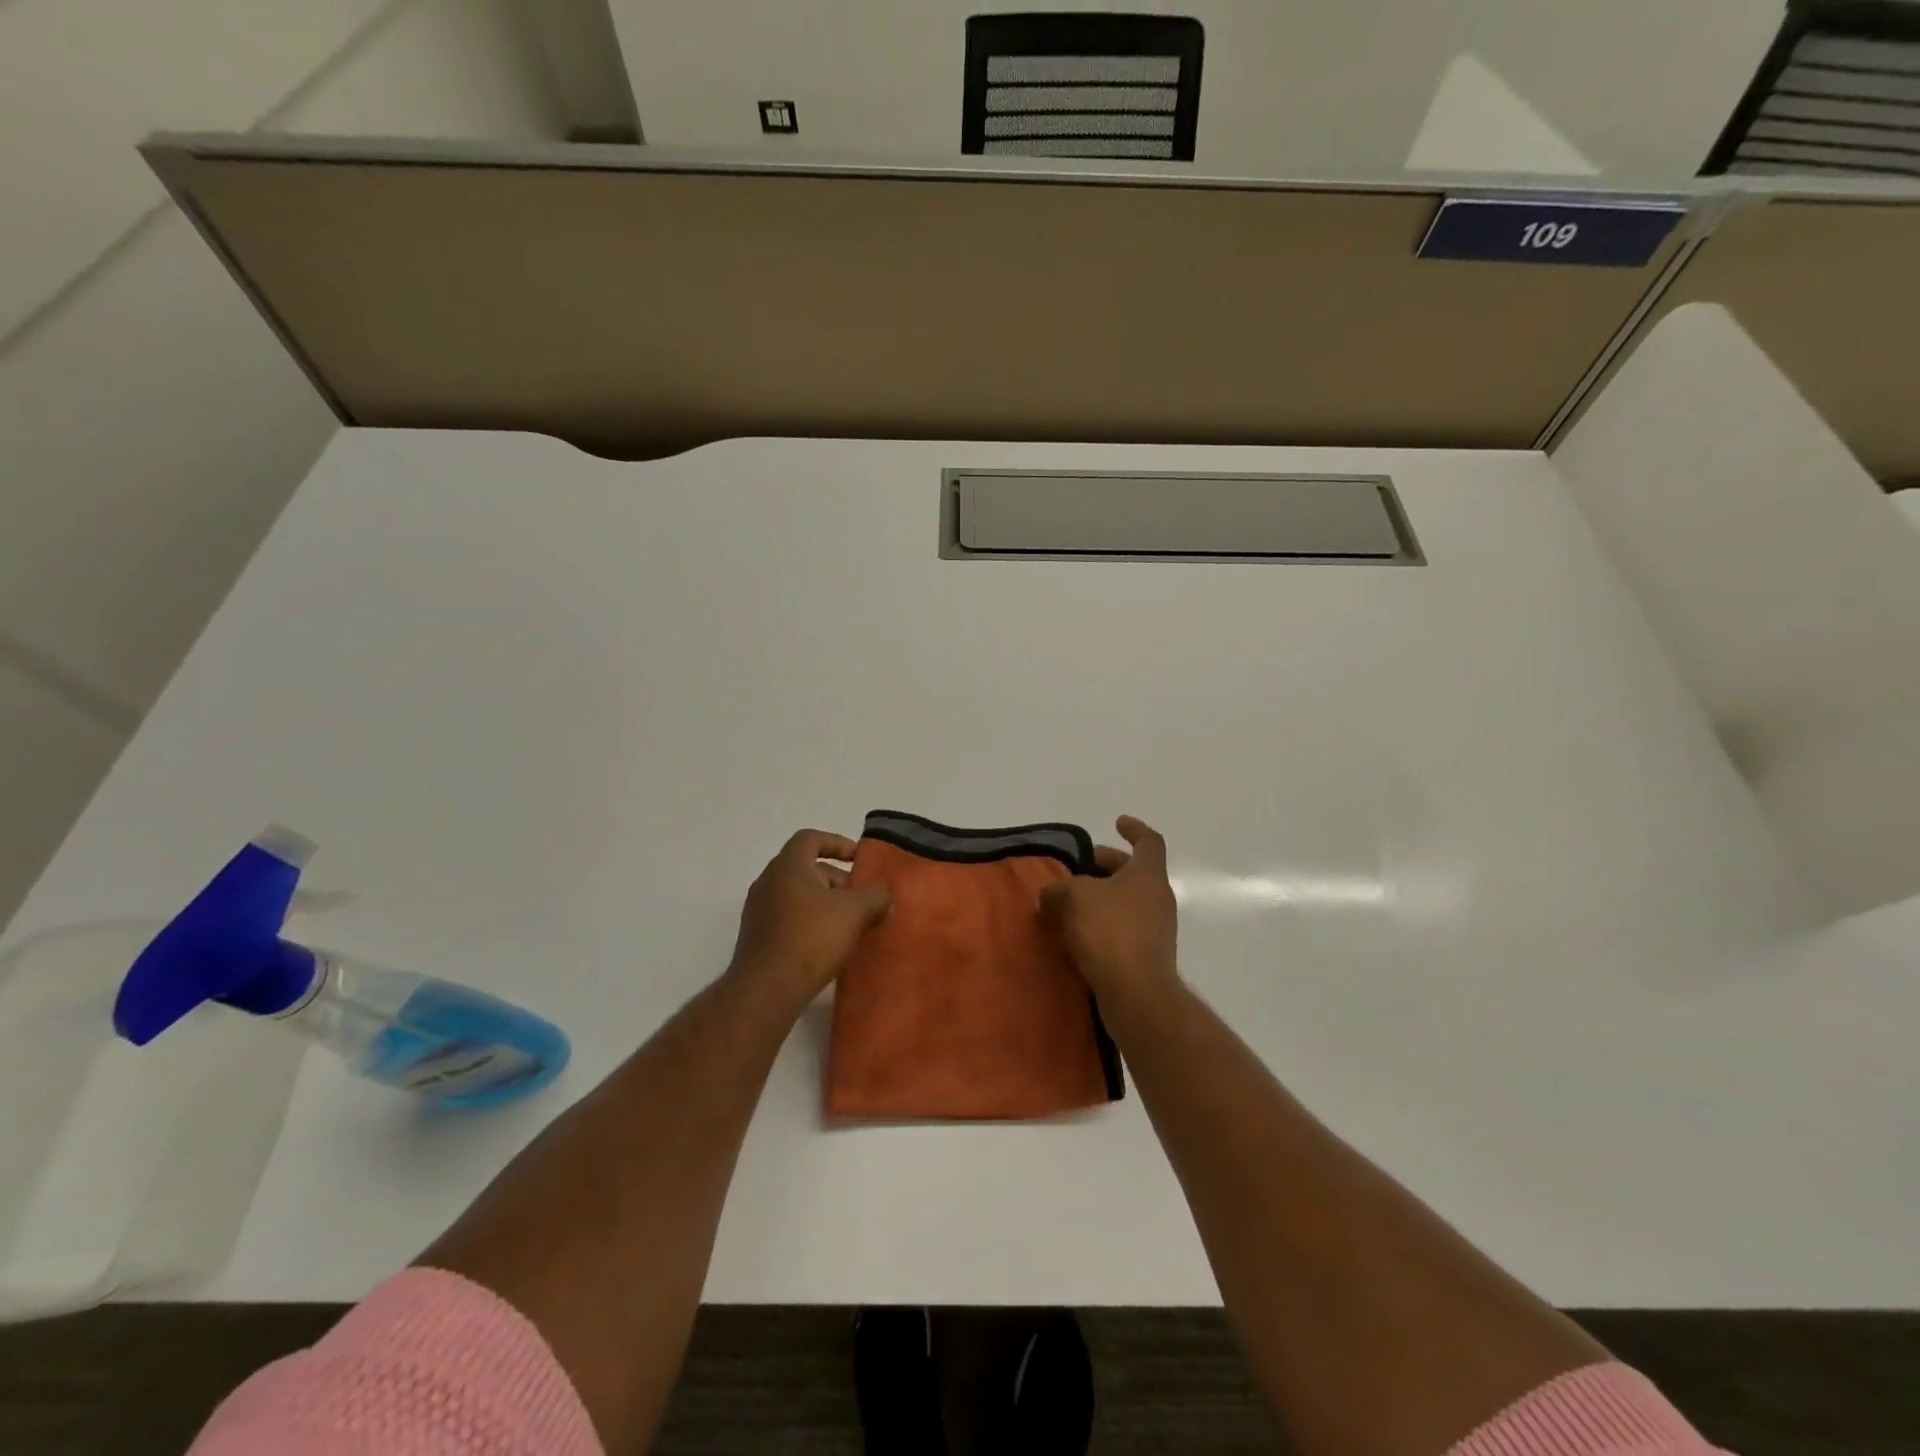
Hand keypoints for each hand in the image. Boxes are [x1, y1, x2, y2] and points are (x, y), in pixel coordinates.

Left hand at [730, 829, 889, 1000]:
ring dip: (824, 902)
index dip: (837, 843)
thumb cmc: (811, 938)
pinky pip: (788, 917)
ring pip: (797, 895)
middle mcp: (768, 882)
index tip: (858, 858)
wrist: (767, 989)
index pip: (810, 838)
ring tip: (849, 924)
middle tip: (860, 898)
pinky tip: (828, 944)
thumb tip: (882, 895)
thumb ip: (875, 896)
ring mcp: (758, 911)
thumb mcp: (855, 912)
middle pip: (805, 868)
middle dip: (836, 879)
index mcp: (788, 866)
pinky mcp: (757, 937)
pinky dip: (810, 921)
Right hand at [1039, 815, 1179, 1004]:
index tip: (1117, 823)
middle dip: (1108, 866)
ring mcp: (1156, 929)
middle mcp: (1158, 898)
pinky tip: (1078, 933)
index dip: (1134, 829)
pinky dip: (1104, 923)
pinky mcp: (1147, 956)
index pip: (1149, 842)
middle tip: (1081, 866)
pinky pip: (1124, 928)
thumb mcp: (1074, 898)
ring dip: (1103, 897)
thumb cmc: (1110, 931)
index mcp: (1148, 875)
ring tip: (1071, 902)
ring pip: (1128, 901)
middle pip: (1135, 872)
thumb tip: (1052, 895)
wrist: (1136, 993)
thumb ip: (1059, 889)